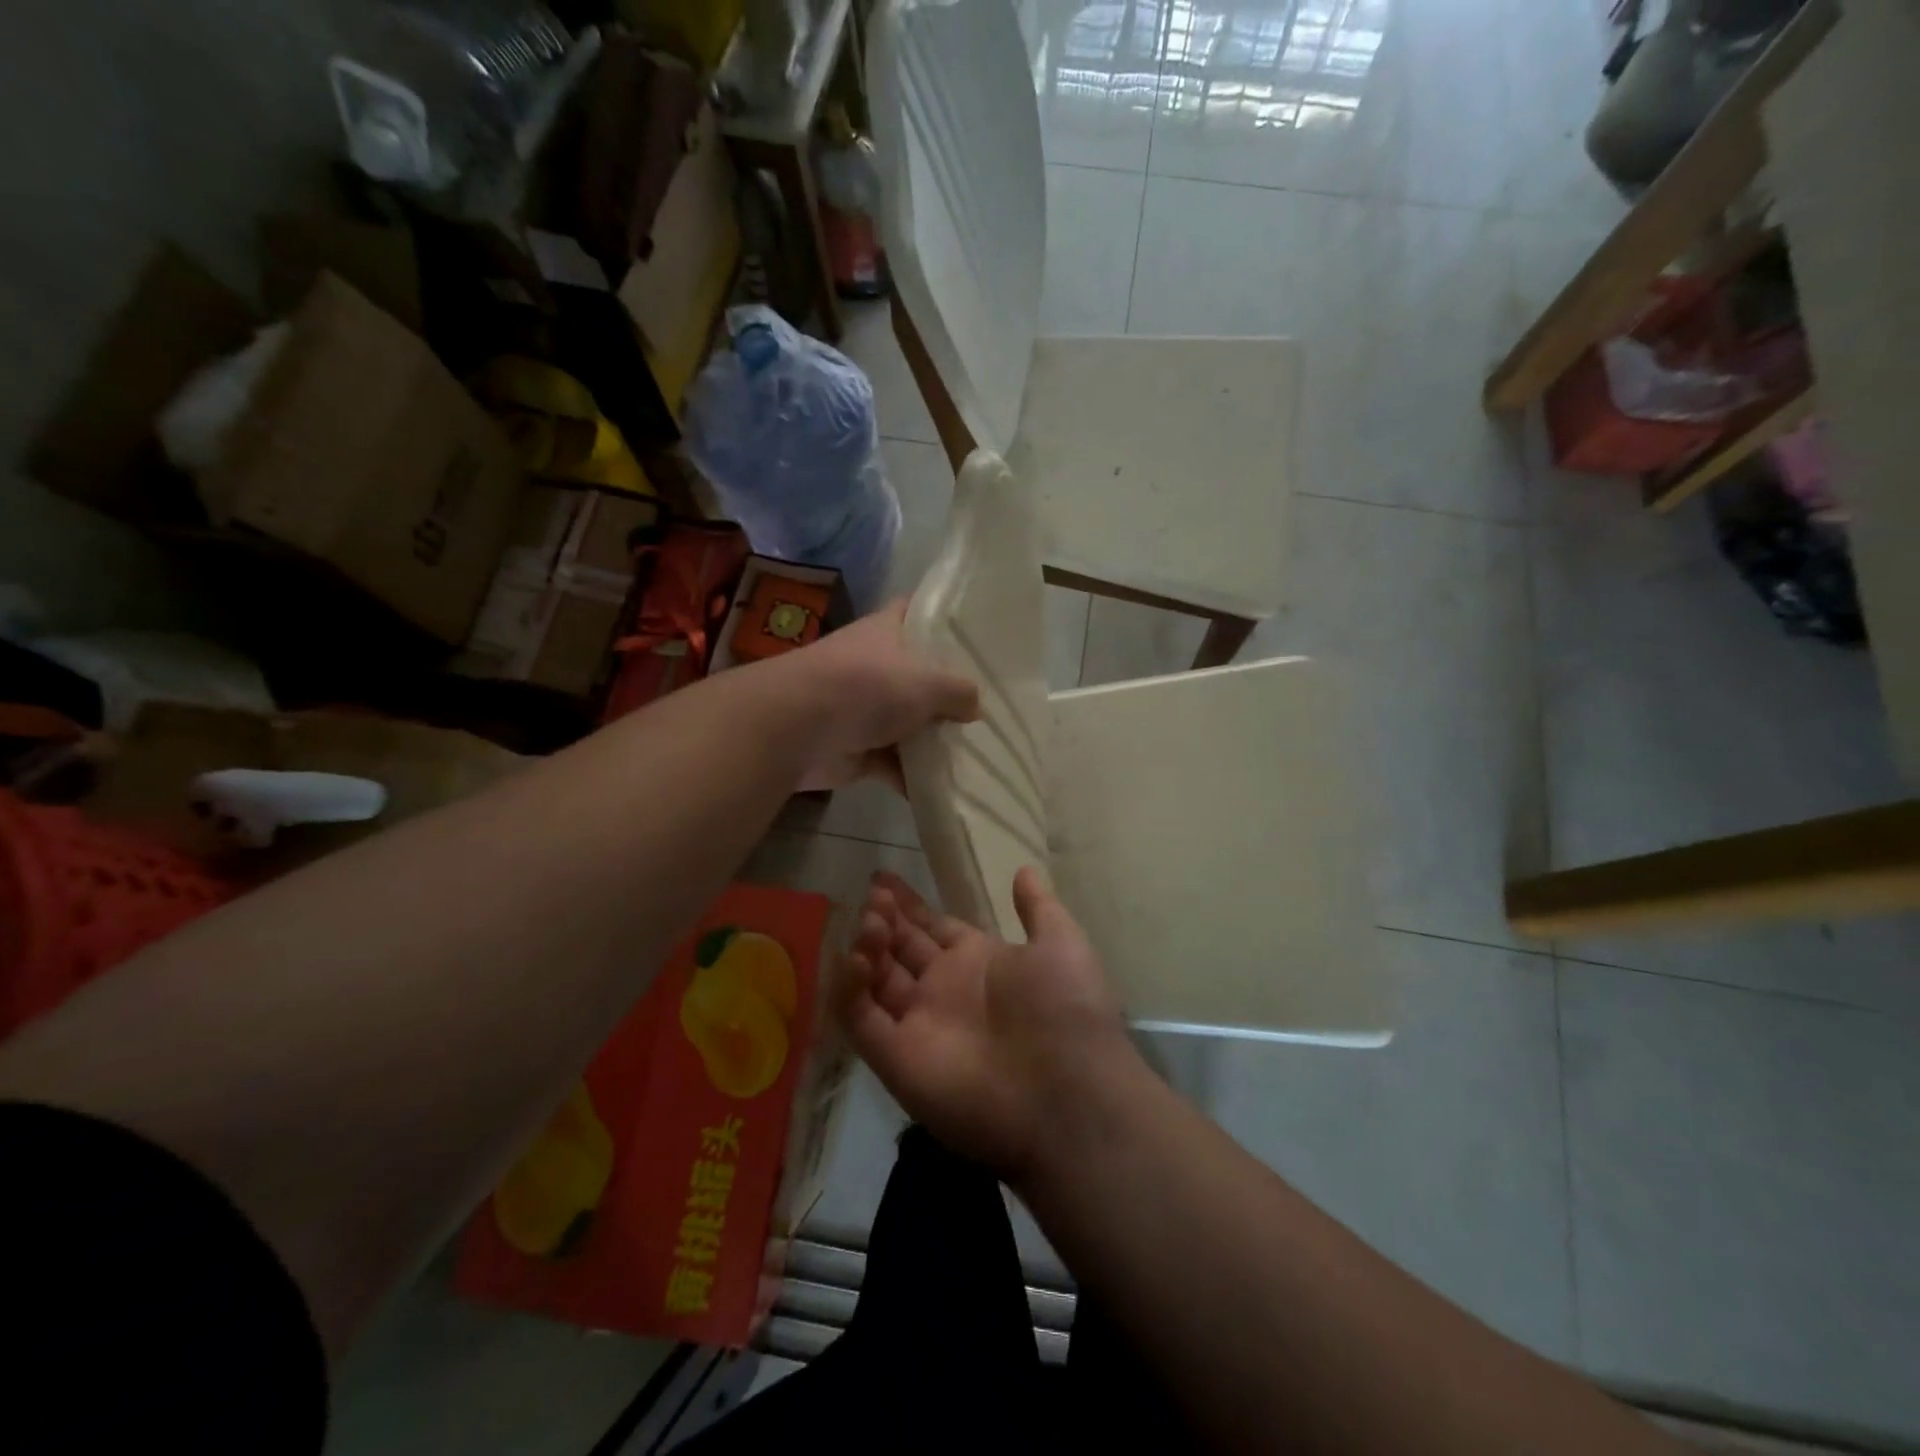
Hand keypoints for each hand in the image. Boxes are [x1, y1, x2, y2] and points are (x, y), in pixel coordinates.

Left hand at [768, 600, 979, 791]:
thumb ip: (959, 691)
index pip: (919, 612)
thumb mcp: (928, 681)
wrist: (798, 728)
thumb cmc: (866, 686)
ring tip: (979, 752)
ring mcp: (865, 709)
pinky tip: (950, 788)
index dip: (946, 620)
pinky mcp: (858, 750)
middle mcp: (876, 666)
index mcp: (888, 631)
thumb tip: (975, 706)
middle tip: (993, 706)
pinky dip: (916, 777)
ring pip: (910, 724)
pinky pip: (896, 764)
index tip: (979, 635)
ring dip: (935, 741)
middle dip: (951, 693)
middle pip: (921, 676)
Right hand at [838, 868, 1139, 1186]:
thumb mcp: (1062, 945)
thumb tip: (1023, 869)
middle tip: (871, 894)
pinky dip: (849, 989)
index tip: (883, 879)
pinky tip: (855, 957)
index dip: (909, 906)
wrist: (1068, 1094)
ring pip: (876, 980)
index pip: (933, 928)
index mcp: (978, 963)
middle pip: (901, 949)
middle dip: (884, 920)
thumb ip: (1039, 908)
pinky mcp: (896, 1058)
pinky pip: (861, 1019)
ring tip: (869, 919)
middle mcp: (944, 991)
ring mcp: (917, 1025)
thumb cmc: (1067, 1010)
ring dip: (867, 947)